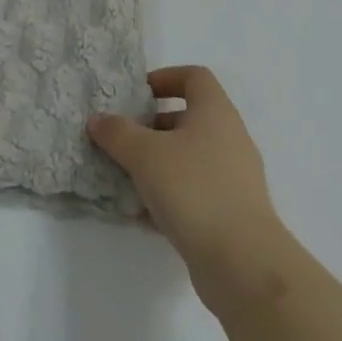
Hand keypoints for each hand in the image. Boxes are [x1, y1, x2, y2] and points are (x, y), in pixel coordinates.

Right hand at [89, 66, 291, 307]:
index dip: (165, 77)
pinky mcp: (232, 213)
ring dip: (158, 164)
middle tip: (124, 138)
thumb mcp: (145, 155)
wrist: (243, 263)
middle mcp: (230, 137)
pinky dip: (170, 197)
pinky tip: (143, 215)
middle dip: (153, 126)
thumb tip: (98, 119)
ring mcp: (234, 177)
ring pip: (190, 158)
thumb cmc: (194, 190)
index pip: (194, 77)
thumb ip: (118, 133)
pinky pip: (195, 193)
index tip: (138, 93)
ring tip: (126, 178)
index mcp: (215, 112)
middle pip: (189, 118)